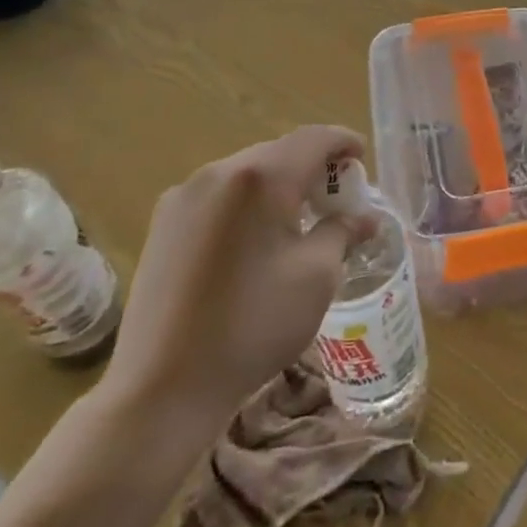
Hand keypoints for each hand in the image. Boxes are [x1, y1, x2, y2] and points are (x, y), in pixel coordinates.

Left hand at [100, 126, 370, 440]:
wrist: (163, 388)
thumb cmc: (253, 325)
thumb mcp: (316, 276)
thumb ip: (342, 232)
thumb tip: (363, 218)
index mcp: (259, 178)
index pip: (313, 139)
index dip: (343, 142)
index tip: (362, 158)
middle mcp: (217, 173)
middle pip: (278, 152)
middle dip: (312, 167)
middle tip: (336, 197)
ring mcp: (183, 197)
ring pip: (246, 173)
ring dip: (278, 185)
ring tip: (298, 218)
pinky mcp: (162, 225)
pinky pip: (219, 196)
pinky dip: (247, 203)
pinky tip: (256, 238)